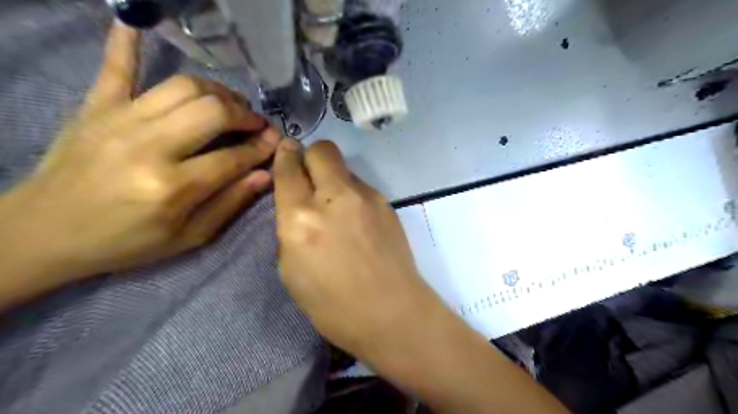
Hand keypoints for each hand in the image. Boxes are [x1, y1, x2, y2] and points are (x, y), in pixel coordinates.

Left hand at [0, 22, 276, 287]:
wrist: (46, 233)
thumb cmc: (127, 242)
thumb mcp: (189, 237)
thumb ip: (230, 204)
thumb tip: (266, 174)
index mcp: (173, 187)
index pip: (234, 157)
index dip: (261, 148)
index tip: (275, 142)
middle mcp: (150, 147)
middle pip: (214, 111)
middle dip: (245, 115)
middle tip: (255, 124)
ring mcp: (119, 121)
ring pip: (183, 87)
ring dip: (216, 92)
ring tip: (228, 105)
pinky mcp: (95, 107)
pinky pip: (115, 67)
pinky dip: (127, 43)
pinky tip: (137, 21)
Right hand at [272, 139, 569, 413]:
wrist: (391, 312)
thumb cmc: (332, 305)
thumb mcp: (292, 271)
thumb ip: (291, 229)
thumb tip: (299, 207)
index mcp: (301, 218)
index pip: (289, 168)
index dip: (285, 155)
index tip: (286, 150)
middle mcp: (333, 198)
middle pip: (322, 150)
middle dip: (311, 155)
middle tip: (310, 175)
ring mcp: (366, 197)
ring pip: (344, 166)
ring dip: (333, 178)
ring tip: (337, 206)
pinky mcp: (386, 203)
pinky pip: (362, 186)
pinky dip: (352, 194)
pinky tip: (357, 220)